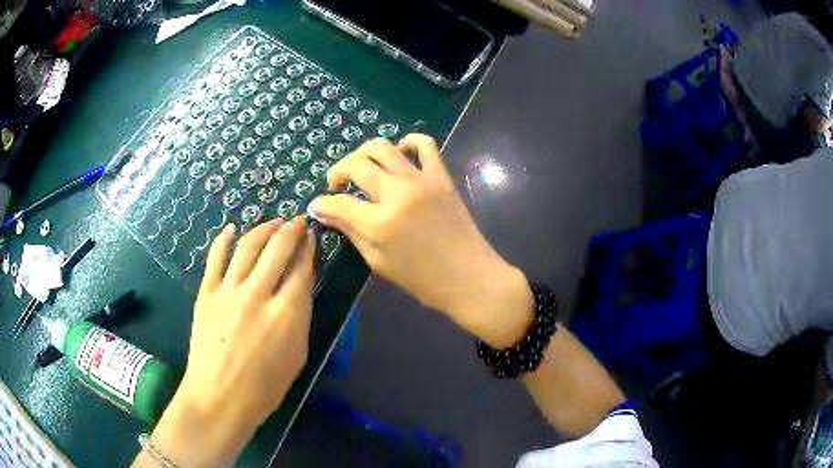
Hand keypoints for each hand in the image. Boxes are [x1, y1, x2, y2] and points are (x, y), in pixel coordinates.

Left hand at [139, 217, 314, 466]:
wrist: (219, 397)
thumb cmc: (264, 387)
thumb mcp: (297, 356)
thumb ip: (299, 318)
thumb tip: (298, 290)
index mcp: (287, 313)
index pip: (301, 269)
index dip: (308, 248)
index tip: (310, 237)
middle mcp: (258, 294)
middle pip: (277, 248)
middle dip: (290, 230)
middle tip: (296, 222)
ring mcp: (229, 291)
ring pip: (247, 246)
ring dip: (263, 229)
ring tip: (272, 222)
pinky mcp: (207, 293)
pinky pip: (215, 258)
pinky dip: (224, 240)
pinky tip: (231, 229)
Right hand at [308, 135, 532, 346]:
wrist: (469, 277)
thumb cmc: (422, 279)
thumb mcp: (379, 262)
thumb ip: (351, 232)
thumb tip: (324, 211)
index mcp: (380, 222)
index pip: (339, 202)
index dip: (322, 203)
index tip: (317, 205)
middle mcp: (397, 193)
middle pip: (356, 164)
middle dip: (337, 171)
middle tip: (337, 185)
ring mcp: (421, 180)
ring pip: (382, 147)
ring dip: (363, 153)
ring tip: (362, 167)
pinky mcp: (441, 176)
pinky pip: (425, 144)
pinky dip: (408, 142)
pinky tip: (399, 154)